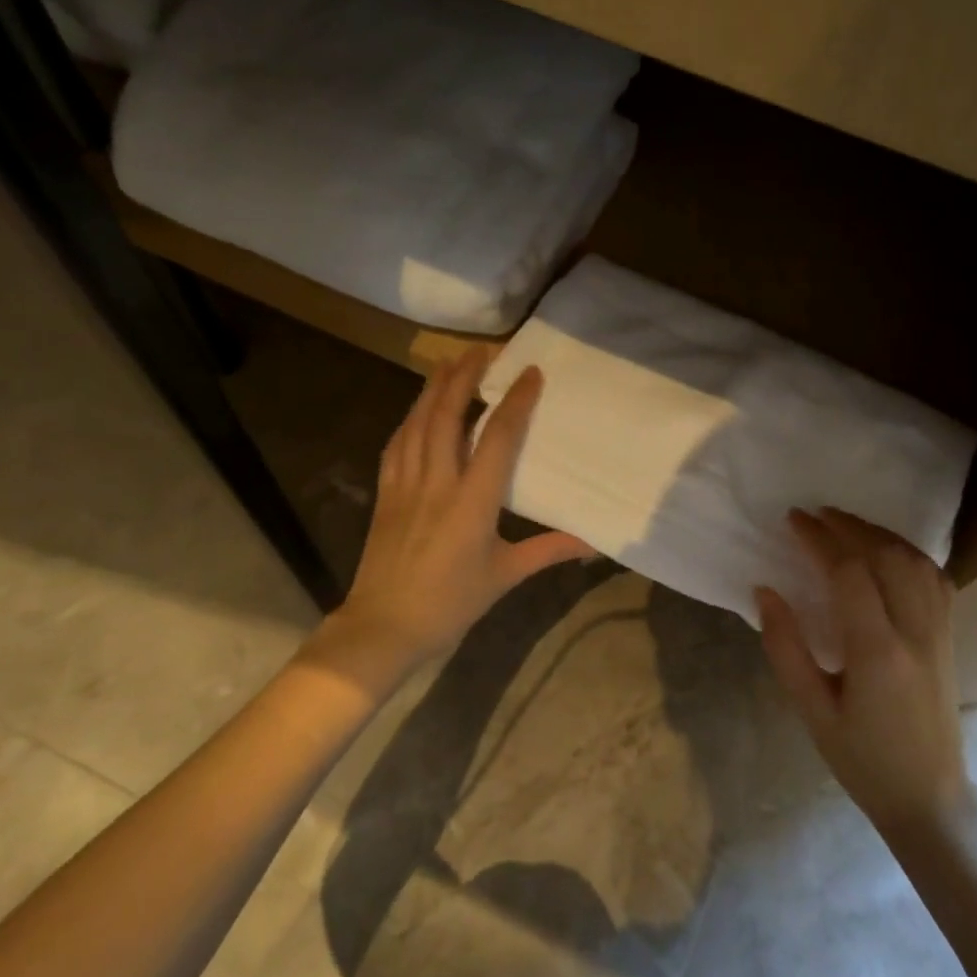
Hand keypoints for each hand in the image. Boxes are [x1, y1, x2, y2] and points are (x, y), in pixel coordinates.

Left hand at [308, 349, 591, 688]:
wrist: (384, 626)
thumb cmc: (450, 603)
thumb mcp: (505, 577)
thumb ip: (548, 551)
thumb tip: (592, 544)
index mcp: (472, 501)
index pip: (497, 437)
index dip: (515, 400)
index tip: (530, 372)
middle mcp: (437, 481)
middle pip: (448, 415)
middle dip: (464, 376)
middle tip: (482, 350)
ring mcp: (405, 484)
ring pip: (418, 422)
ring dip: (434, 388)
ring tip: (449, 363)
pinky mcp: (386, 493)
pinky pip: (397, 444)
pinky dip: (410, 419)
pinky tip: (417, 410)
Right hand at [757, 508, 970, 835]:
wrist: (929, 798)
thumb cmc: (861, 759)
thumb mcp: (811, 711)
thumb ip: (785, 648)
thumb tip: (765, 591)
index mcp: (877, 653)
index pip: (850, 573)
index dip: (819, 539)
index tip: (793, 520)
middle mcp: (915, 633)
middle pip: (887, 556)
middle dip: (849, 526)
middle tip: (815, 515)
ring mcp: (939, 633)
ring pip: (916, 561)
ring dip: (880, 534)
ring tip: (845, 524)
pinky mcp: (949, 637)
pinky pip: (936, 578)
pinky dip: (909, 553)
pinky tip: (888, 550)